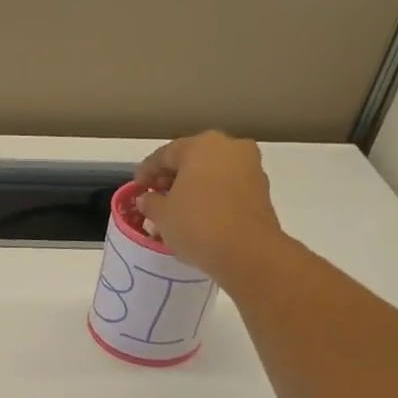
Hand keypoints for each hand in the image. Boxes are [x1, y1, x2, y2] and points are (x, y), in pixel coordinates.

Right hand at [136, 131, 287, 282]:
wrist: (247, 252)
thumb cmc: (197, 224)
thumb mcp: (162, 215)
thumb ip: (151, 202)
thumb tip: (147, 198)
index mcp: (201, 145)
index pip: (165, 154)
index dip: (146, 171)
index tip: (136, 188)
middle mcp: (230, 147)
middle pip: (192, 160)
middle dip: (172, 179)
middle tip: (156, 198)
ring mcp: (250, 167)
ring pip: (212, 174)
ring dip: (192, 189)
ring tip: (176, 212)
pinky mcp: (261, 190)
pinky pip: (227, 188)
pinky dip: (211, 198)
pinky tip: (198, 217)